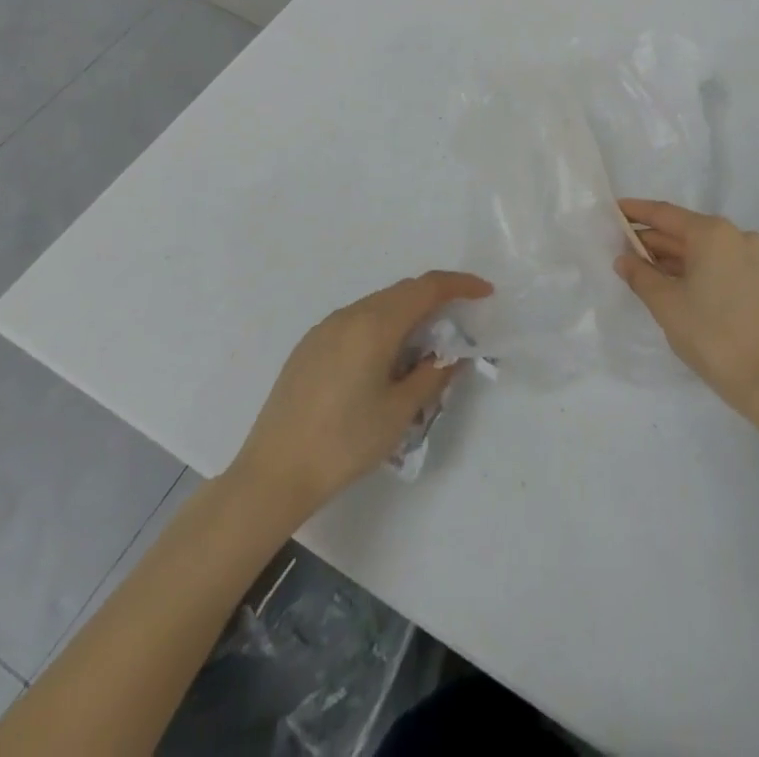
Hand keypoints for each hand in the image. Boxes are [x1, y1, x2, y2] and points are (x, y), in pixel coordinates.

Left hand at [226, 271, 492, 516]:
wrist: (273, 474)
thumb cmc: (344, 443)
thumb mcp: (399, 412)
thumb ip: (433, 374)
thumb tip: (452, 355)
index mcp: (375, 324)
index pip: (427, 288)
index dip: (459, 285)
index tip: (485, 292)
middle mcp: (350, 315)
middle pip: (402, 292)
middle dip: (435, 300)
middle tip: (459, 325)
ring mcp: (325, 328)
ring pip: (378, 305)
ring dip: (407, 314)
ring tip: (423, 348)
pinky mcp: (309, 345)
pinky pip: (357, 320)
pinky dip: (381, 326)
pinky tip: (384, 361)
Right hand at [615, 199, 758, 424]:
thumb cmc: (711, 336)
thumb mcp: (666, 305)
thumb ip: (640, 275)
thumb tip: (623, 259)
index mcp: (713, 233)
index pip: (666, 214)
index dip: (637, 212)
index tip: (614, 209)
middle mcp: (737, 235)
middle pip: (686, 230)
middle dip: (654, 238)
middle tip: (621, 245)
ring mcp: (755, 256)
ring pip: (704, 248)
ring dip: (673, 256)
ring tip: (641, 265)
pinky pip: (721, 262)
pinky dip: (696, 267)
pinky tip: (673, 280)